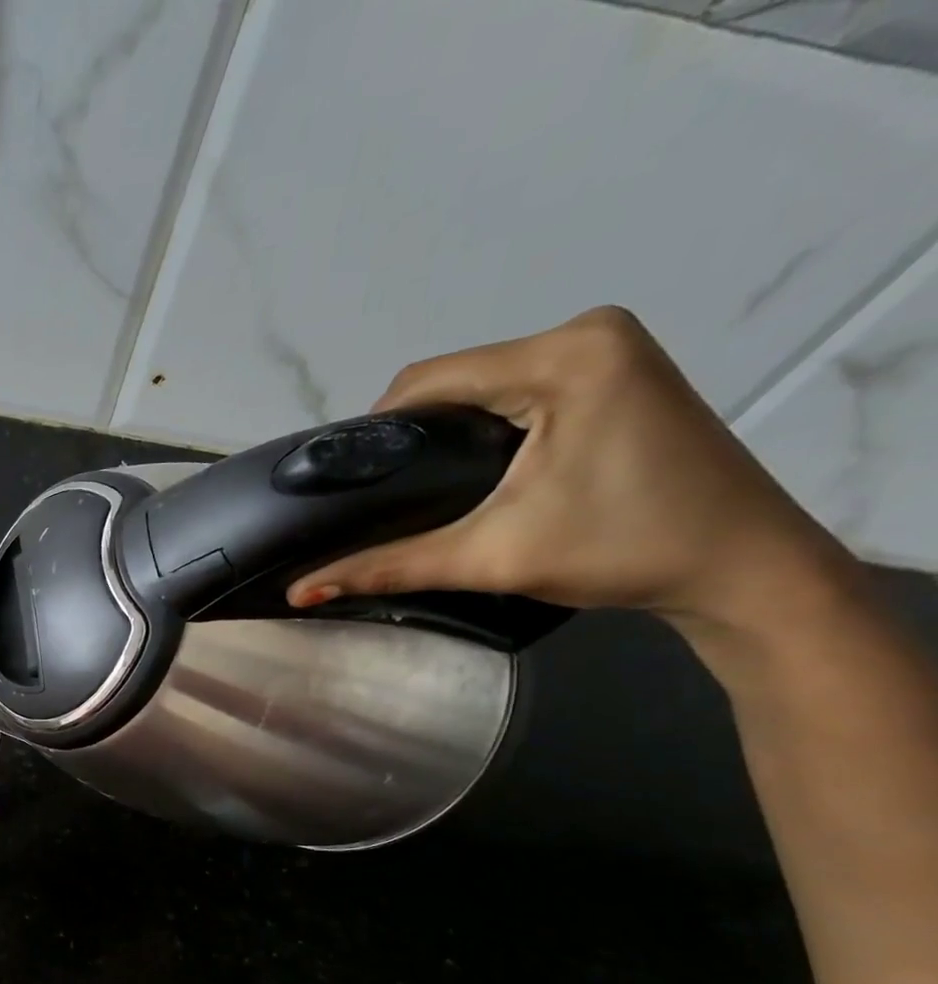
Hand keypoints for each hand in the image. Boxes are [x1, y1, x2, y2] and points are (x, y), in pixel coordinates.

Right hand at [285, 307, 853, 633]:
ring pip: (485, 383)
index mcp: (563, 356)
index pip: (428, 379)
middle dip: (410, 435)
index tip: (348, 484)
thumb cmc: (620, 551)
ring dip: (445, 431)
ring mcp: (610, 347)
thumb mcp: (489, 556)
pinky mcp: (619, 370)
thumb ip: (387, 566)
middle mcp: (587, 332)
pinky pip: (520, 388)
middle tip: (384, 496)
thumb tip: (299, 593)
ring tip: (420, 490)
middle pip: (455, 377)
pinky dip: (485, 426)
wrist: (741, 566)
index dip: (374, 431)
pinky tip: (473, 471)